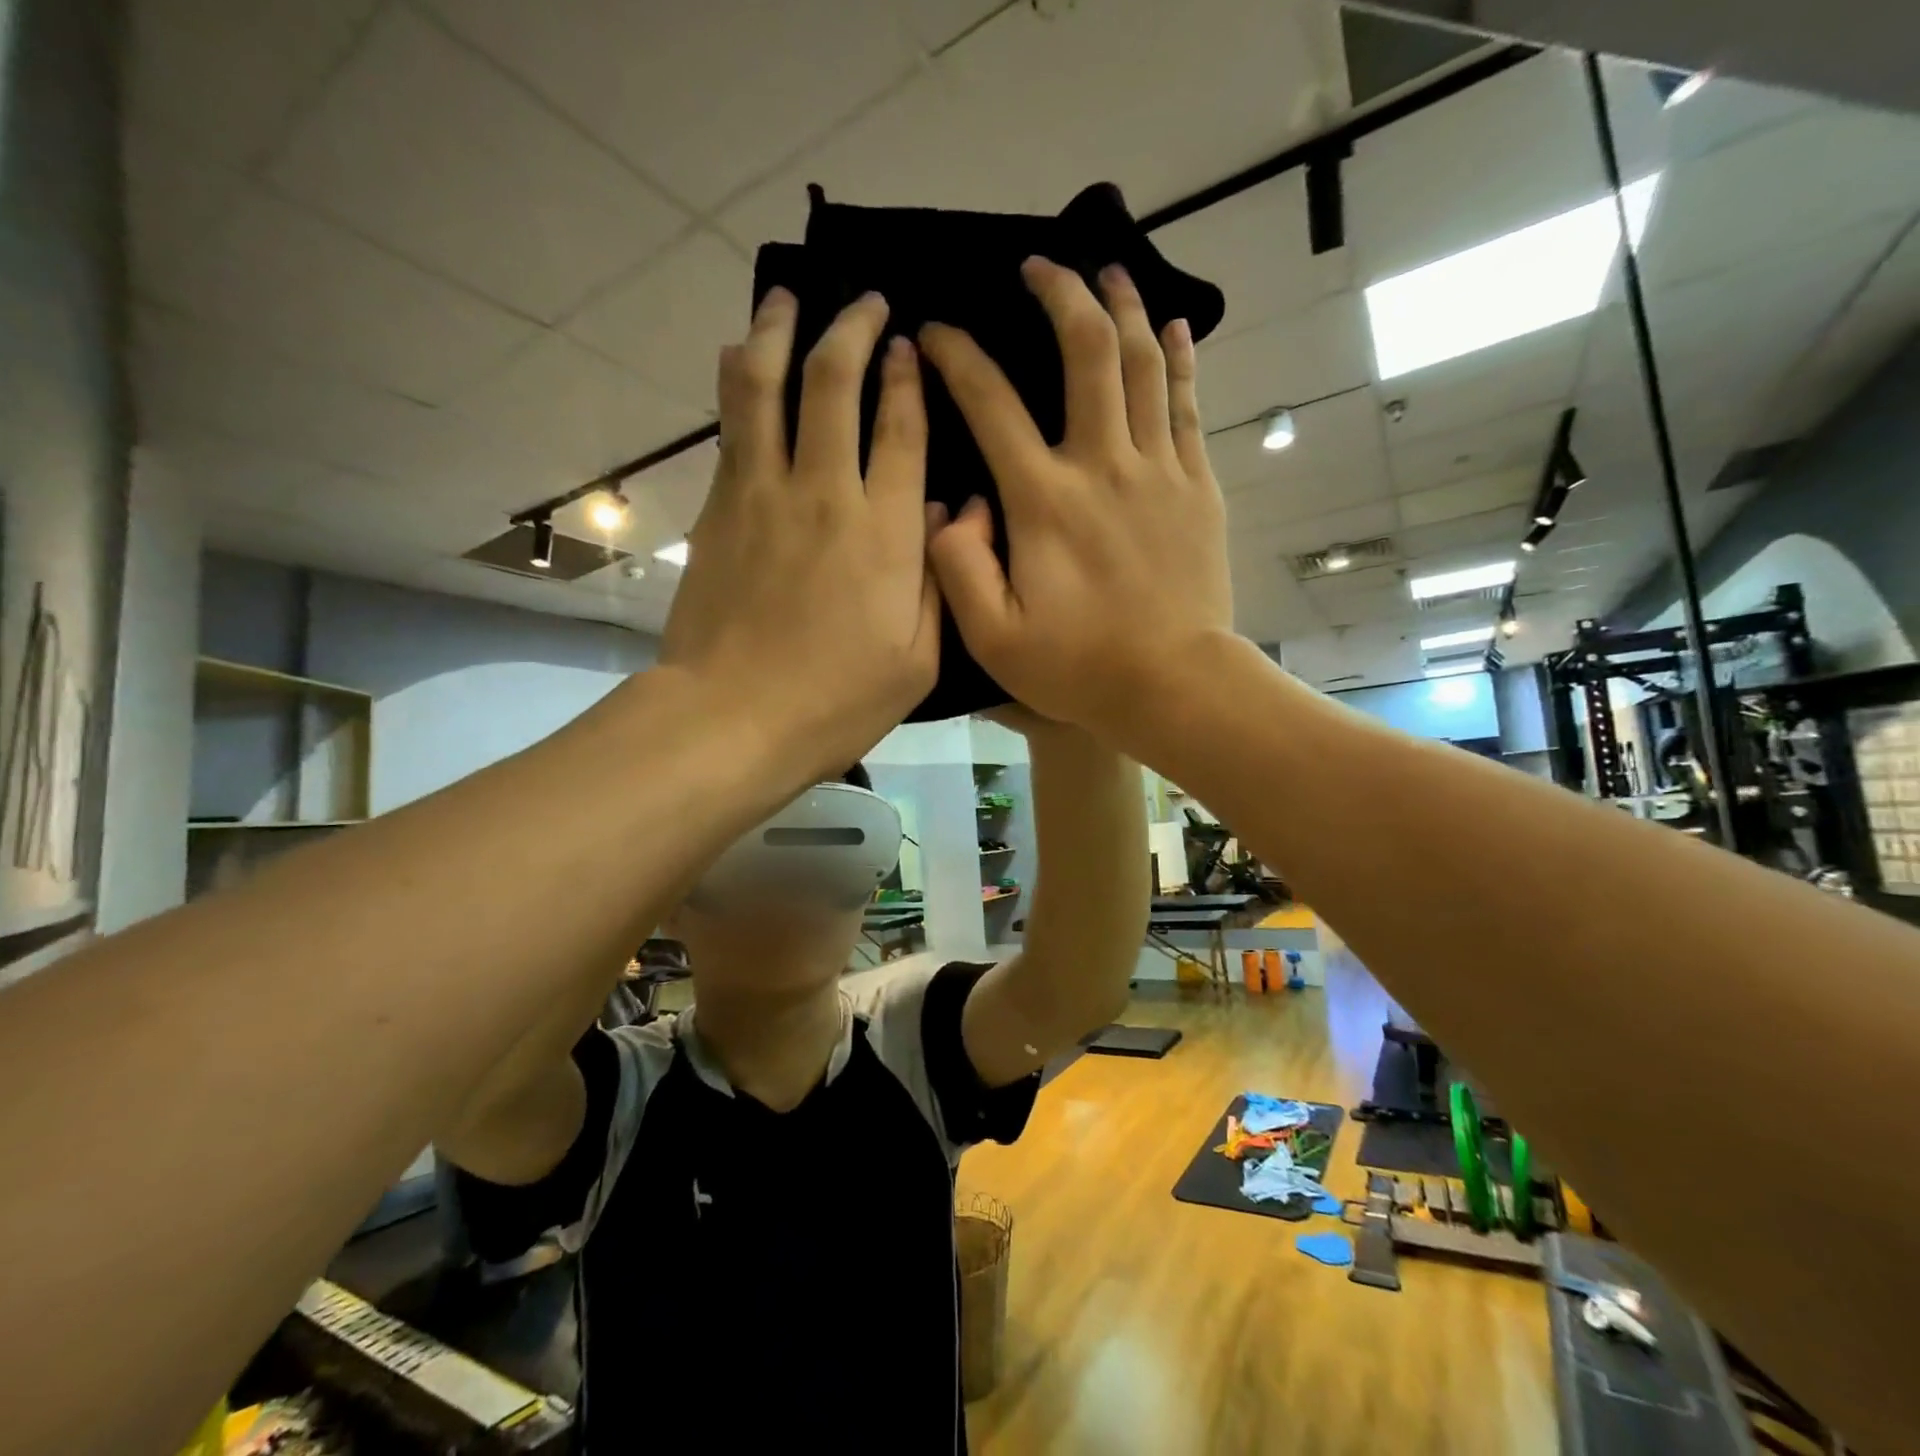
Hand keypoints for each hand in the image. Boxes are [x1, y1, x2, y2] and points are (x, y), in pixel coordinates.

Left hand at [663, 289, 938, 781]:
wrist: (732, 718)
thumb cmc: (836, 701)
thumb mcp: (919, 661)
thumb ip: (939, 580)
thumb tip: (948, 511)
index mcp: (884, 532)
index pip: (902, 429)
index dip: (909, 379)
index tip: (911, 345)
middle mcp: (824, 493)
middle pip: (834, 384)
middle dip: (852, 330)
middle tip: (865, 304)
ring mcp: (762, 493)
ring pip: (768, 386)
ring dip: (781, 331)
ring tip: (790, 297)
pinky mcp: (718, 508)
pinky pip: (733, 425)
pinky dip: (741, 381)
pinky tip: (745, 357)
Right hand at [917, 259, 1232, 739]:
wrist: (1174, 685)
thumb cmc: (1079, 668)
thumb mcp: (993, 638)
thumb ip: (957, 568)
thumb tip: (949, 506)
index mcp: (1043, 500)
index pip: (991, 403)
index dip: (957, 357)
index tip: (935, 332)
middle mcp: (1102, 465)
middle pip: (1085, 351)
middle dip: (1058, 294)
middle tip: (1037, 266)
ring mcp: (1157, 470)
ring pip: (1143, 362)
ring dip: (1123, 307)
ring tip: (1106, 271)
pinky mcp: (1196, 486)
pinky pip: (1187, 404)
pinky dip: (1179, 358)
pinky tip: (1173, 326)